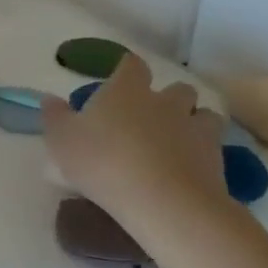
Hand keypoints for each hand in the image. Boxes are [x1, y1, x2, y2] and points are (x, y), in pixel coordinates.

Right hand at [41, 55, 227, 236]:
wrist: (165, 203)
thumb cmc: (103, 162)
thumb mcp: (61, 139)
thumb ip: (55, 116)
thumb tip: (50, 99)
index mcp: (126, 91)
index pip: (132, 65)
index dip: (127, 68)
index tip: (120, 76)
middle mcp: (165, 102)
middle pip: (177, 88)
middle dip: (168, 97)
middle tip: (150, 115)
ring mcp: (195, 130)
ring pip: (204, 115)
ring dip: (193, 121)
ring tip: (177, 139)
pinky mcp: (217, 160)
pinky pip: (214, 147)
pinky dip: (203, 152)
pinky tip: (188, 166)